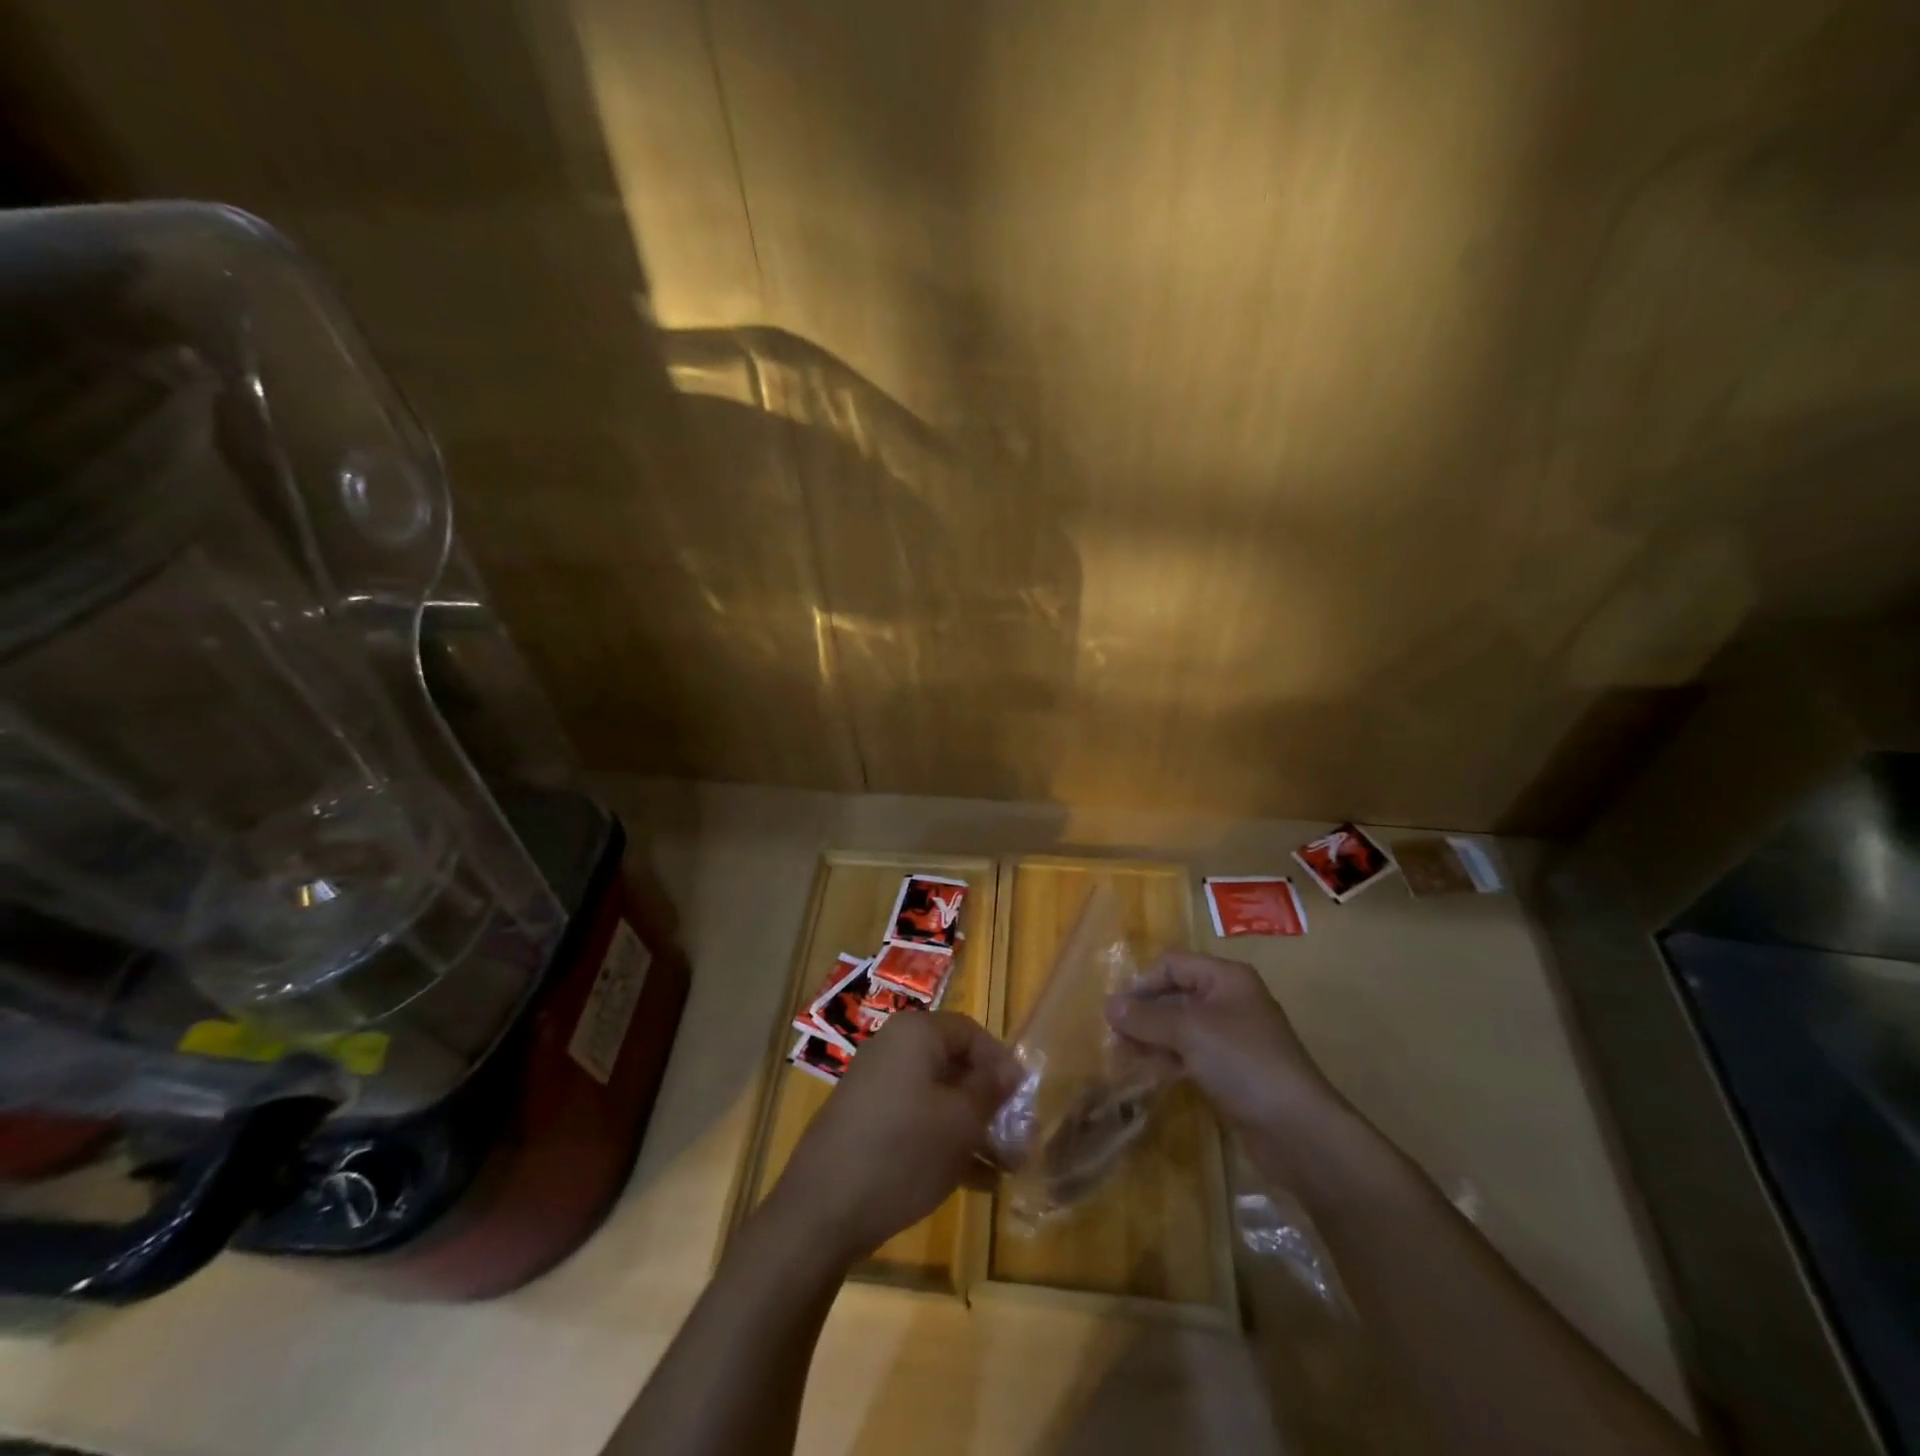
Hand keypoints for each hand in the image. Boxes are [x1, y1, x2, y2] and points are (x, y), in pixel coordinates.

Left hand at [769, 1011, 1019, 1264]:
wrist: (822, 1210)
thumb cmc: (902, 1151)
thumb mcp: (960, 1122)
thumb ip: (990, 1091)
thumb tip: (1011, 1071)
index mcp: (915, 1034)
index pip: (971, 1032)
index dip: (1003, 1063)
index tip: (1026, 1100)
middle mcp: (893, 1049)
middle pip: (954, 1065)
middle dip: (991, 1103)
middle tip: (1021, 1140)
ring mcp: (876, 1086)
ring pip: (938, 1098)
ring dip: (974, 1128)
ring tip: (1006, 1168)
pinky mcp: (866, 1122)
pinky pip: (917, 1120)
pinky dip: (945, 1141)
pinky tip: (976, 1182)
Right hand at [1105, 953, 1340, 1143]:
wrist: (1297, 1129)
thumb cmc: (1242, 1062)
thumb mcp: (1188, 1031)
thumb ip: (1145, 1017)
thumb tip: (1109, 1005)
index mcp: (1226, 977)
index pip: (1172, 965)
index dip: (1142, 983)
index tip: (1116, 1011)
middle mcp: (1229, 1000)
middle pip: (1175, 995)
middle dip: (1143, 1013)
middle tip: (1113, 1037)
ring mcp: (1232, 1037)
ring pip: (1181, 1028)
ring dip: (1152, 1038)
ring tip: (1123, 1057)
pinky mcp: (1232, 1070)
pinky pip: (1191, 1054)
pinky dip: (1168, 1059)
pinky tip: (1148, 1074)